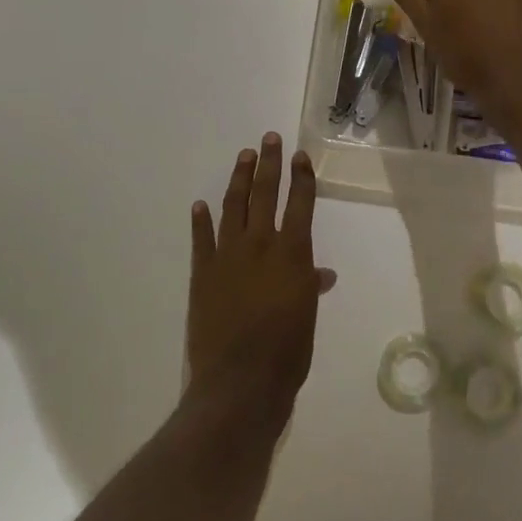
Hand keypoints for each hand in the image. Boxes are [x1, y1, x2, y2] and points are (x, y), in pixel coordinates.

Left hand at [187, 134, 335, 420]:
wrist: (240, 381)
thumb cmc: (287, 351)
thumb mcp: (307, 316)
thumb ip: (310, 286)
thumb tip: (321, 273)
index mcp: (292, 253)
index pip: (299, 203)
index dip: (302, 177)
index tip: (300, 155)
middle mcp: (260, 245)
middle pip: (264, 194)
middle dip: (268, 164)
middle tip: (268, 139)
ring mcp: (227, 256)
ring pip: (233, 207)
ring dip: (238, 180)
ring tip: (243, 157)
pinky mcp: (202, 273)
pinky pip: (201, 240)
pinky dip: (201, 221)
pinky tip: (200, 205)